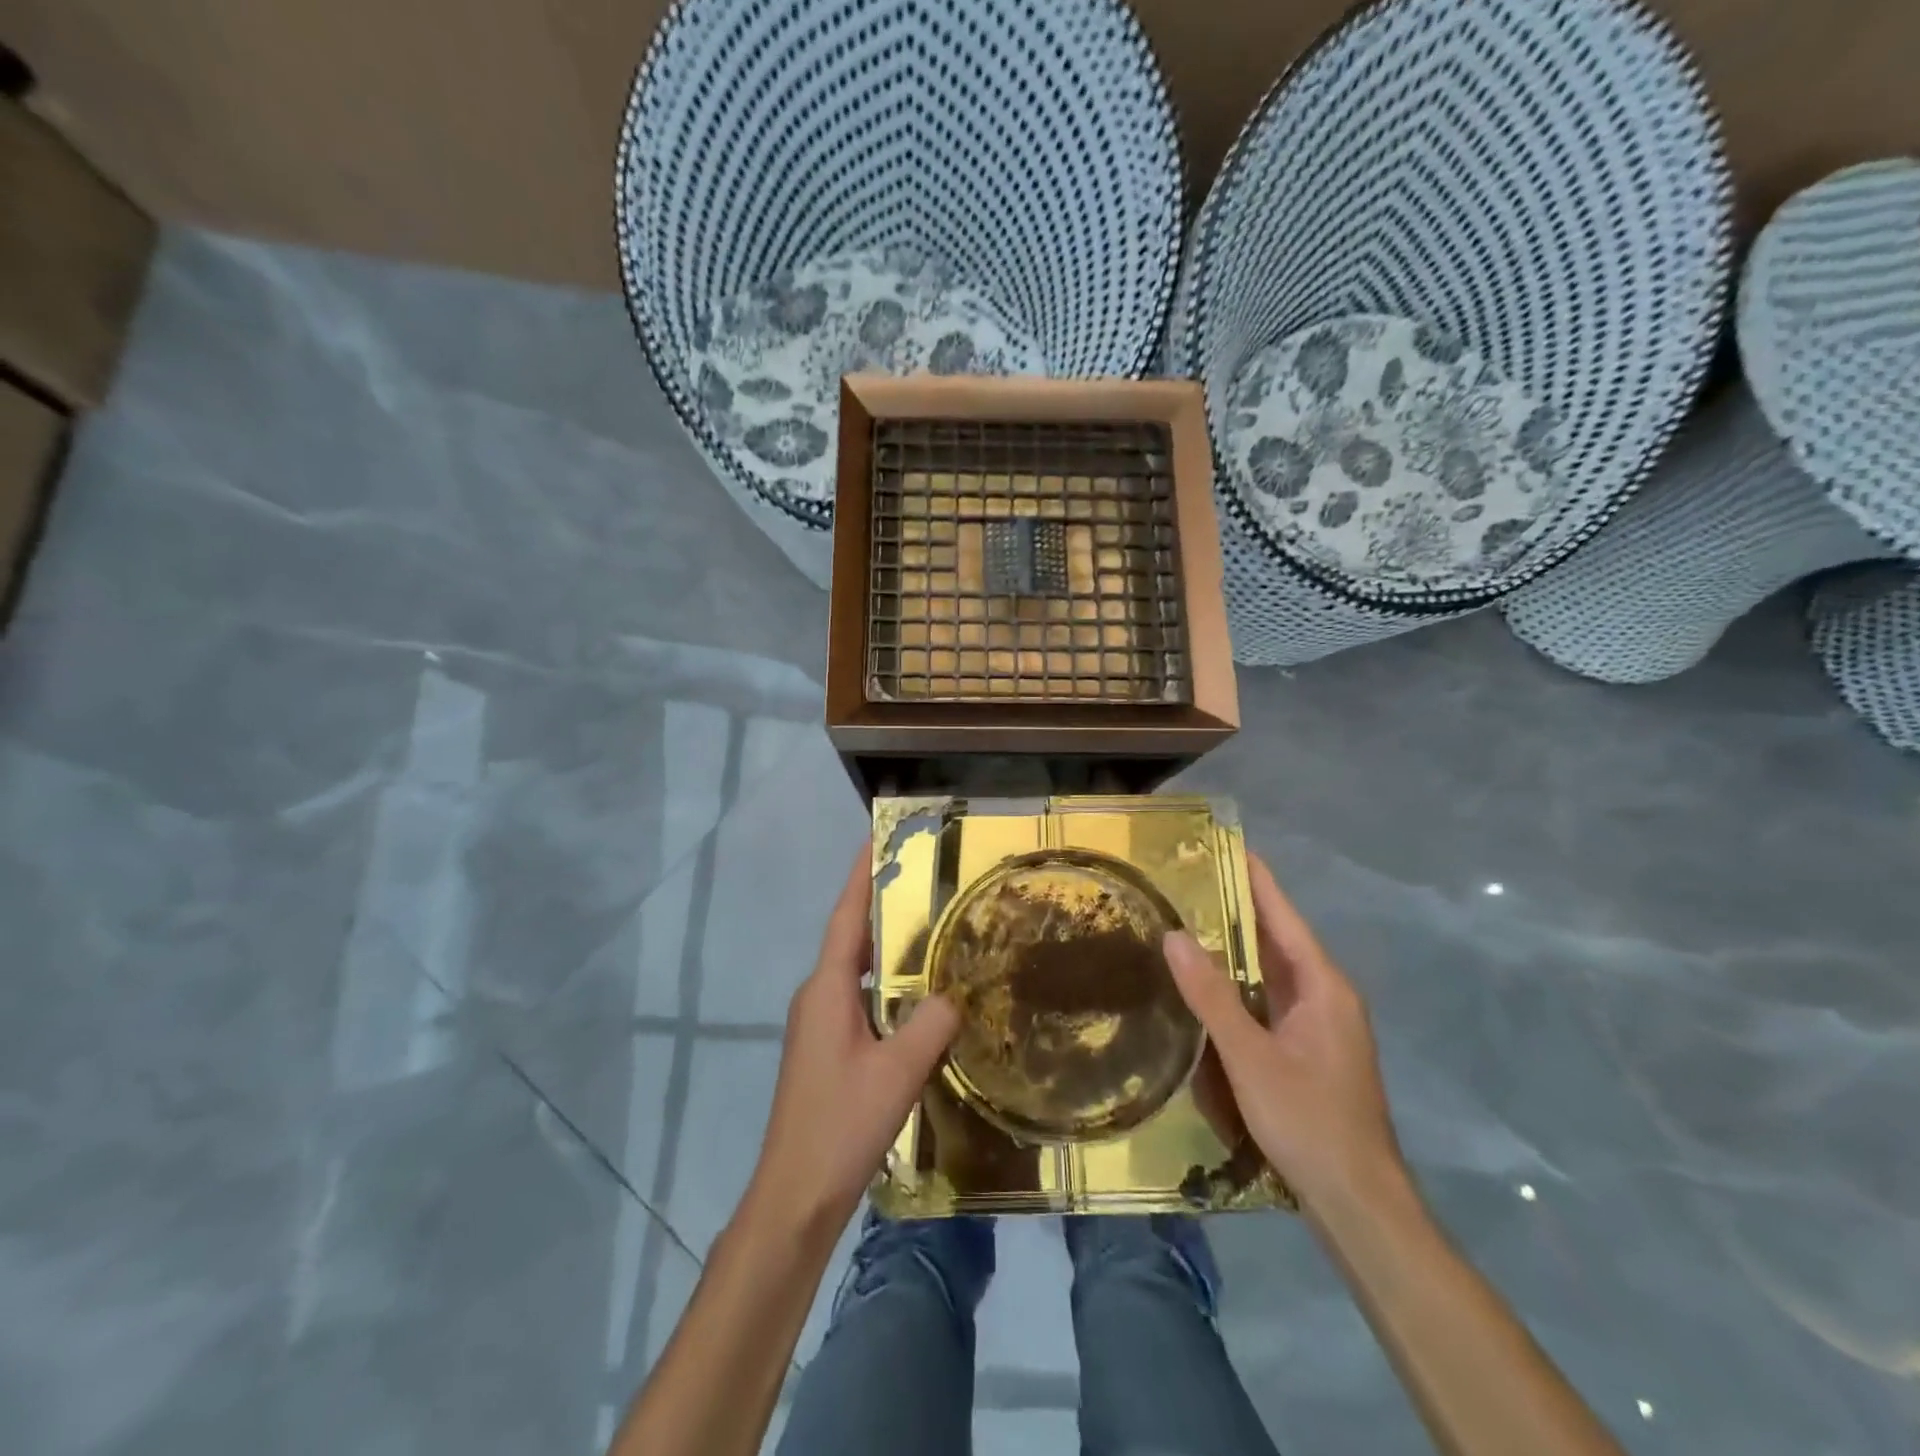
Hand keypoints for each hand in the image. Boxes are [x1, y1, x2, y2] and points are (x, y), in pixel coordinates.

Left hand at [748, 842, 959, 1232]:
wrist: (794, 1194)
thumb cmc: (841, 1124)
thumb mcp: (898, 1071)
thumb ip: (931, 1025)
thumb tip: (954, 994)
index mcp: (827, 989)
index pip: (846, 918)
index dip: (860, 877)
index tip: (876, 839)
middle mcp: (817, 997)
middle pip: (850, 939)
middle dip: (881, 907)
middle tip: (922, 883)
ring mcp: (817, 1025)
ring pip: (855, 972)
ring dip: (886, 950)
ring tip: (929, 932)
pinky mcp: (825, 1050)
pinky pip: (858, 1000)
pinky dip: (885, 987)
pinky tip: (916, 999)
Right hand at [1163, 852, 1403, 1212]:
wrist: (1359, 1203)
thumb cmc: (1308, 1120)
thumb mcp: (1249, 1056)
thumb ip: (1210, 995)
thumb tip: (1174, 935)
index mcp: (1323, 986)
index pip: (1283, 916)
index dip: (1256, 879)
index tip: (1227, 846)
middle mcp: (1327, 997)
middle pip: (1278, 939)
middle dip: (1239, 908)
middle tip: (1190, 881)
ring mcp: (1322, 1026)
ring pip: (1274, 972)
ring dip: (1238, 947)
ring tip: (1191, 920)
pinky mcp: (1310, 1051)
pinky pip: (1271, 1000)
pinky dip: (1242, 983)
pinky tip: (1210, 985)